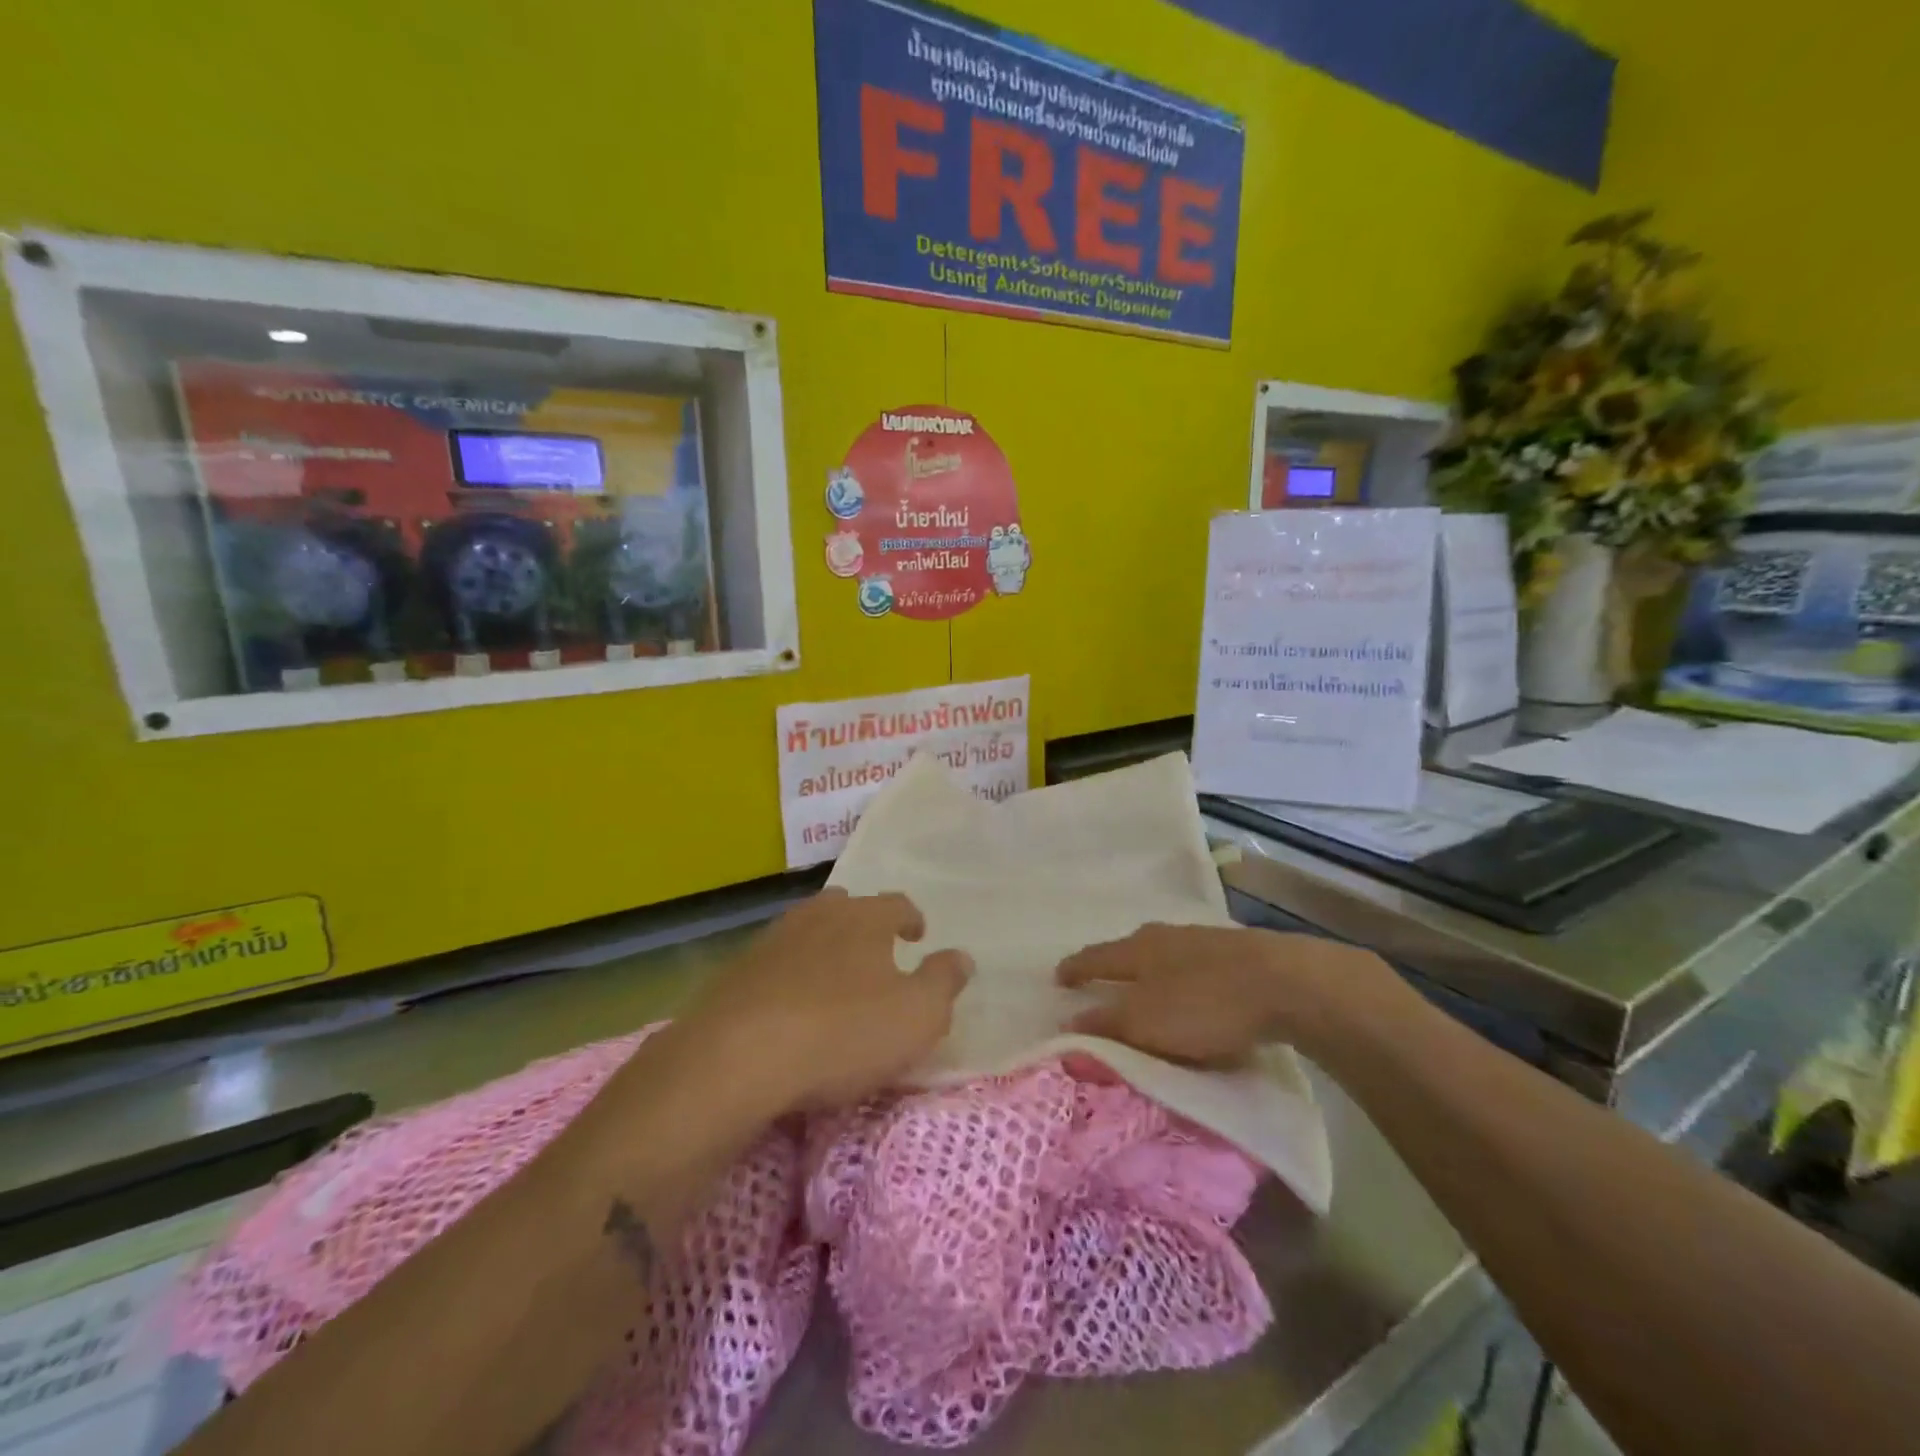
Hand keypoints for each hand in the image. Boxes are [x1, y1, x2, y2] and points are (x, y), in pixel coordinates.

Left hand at [679, 888, 971, 1113]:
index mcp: (866, 918)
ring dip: (824, 947)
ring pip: (806, 930)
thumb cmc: (843, 1033)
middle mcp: (819, 916)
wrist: (736, 1058)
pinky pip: (774, 963)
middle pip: (846, 907)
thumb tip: (962, 956)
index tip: (917, 935)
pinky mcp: (736, 972)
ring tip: (833, 976)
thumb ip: (944, 982)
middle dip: (863, 925)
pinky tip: (789, 1004)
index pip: (897, 904)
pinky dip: (788, 975)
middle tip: (875, 951)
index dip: (911, 918)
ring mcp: (772, 940)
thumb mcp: (917, 1016)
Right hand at [1056, 923, 1384, 1065]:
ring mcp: (1202, 940)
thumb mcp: (1147, 1025)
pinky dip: (1181, 977)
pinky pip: (1194, 963)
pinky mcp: (1236, 952)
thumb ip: (1106, 1028)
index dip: (1075, 969)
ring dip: (1149, 970)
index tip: (1058, 977)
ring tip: (1146, 987)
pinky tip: (1193, 989)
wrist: (1286, 983)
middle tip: (1101, 982)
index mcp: (1138, 949)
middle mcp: (1165, 936)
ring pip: (1163, 953)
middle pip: (1128, 948)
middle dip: (1112, 964)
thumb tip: (1067, 1027)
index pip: (1095, 957)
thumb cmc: (1205, 1005)